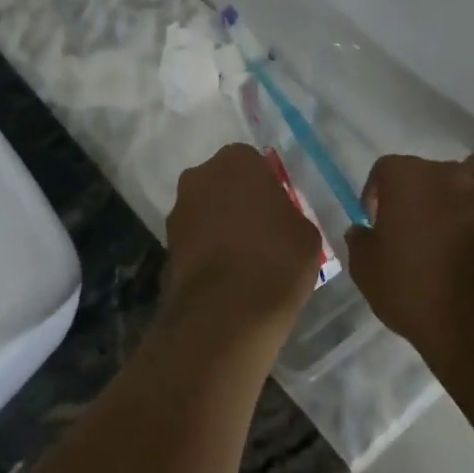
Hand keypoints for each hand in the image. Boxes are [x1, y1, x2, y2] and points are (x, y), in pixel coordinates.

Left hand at [163, 143, 322, 343]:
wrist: (226, 312)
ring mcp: (179, 210)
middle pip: (224, 183)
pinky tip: (225, 276)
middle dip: (238, 201)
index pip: (254, 163)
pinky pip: (194, 239)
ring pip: (205, 210)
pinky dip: (206, 250)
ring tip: (243, 260)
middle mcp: (200, 175)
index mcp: (237, 160)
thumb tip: (280, 222)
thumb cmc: (277, 260)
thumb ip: (290, 215)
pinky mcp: (166, 244)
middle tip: (261, 232)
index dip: (267, 187)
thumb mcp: (306, 233)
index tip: (279, 212)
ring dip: (219, 225)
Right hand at [345, 153, 473, 352]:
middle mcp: (452, 173)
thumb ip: (361, 242)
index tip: (378, 225)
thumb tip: (363, 231)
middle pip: (433, 171)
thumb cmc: (412, 291)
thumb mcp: (365, 270)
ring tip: (467, 214)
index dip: (378, 196)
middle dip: (425, 194)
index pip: (385, 171)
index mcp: (408, 177)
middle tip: (421, 229)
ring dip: (473, 186)